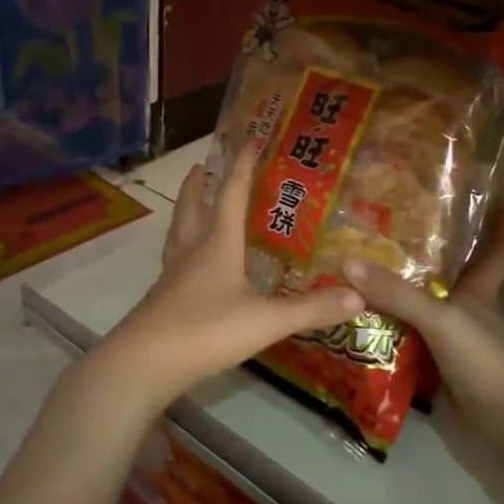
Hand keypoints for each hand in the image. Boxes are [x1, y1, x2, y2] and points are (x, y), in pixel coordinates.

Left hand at [99, 144, 365, 408]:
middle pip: (192, 206)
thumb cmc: (207, 330)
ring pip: (178, 232)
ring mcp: (173, 276)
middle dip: (198, 184)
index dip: (241, 166)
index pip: (231, 194)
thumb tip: (358, 297)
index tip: (249, 139)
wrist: (145, 363)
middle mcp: (192, 251)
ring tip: (191, 202)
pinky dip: (182, 249)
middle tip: (200, 165)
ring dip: (185, 211)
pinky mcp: (162, 299)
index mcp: (217, 244)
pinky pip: (174, 261)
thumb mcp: (266, 320)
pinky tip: (188, 263)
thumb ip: (311, 309)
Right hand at [340, 210, 503, 450]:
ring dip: (391, 298)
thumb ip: (396, 293)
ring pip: (417, 312)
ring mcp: (449, 344)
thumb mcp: (441, 318)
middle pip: (444, 277)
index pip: (496, 249)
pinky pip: (403, 346)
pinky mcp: (435, 372)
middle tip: (378, 230)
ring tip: (349, 274)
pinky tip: (352, 326)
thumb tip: (347, 261)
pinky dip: (382, 337)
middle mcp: (464, 312)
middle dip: (419, 257)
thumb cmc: (485, 360)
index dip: (499, 223)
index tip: (496, 195)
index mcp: (479, 292)